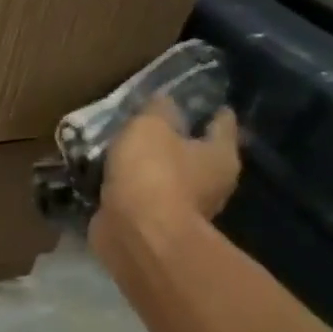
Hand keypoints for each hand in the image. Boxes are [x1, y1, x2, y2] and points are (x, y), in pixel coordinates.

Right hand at [91, 98, 240, 256]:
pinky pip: (144, 197)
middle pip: (197, 151)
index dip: (207, 108)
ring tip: (122, 152)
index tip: (190, 97)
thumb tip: (164, 100)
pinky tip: (110, 180)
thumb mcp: (150, 127)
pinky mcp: (156, 224)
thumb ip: (157, 110)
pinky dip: (131, 189)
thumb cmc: (152, 174)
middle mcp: (213, 181)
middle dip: (175, 139)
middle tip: (148, 124)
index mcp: (220, 154)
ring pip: (168, 176)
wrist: (136, 233)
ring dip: (150, 167)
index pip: (222, 121)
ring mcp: (185, 207)